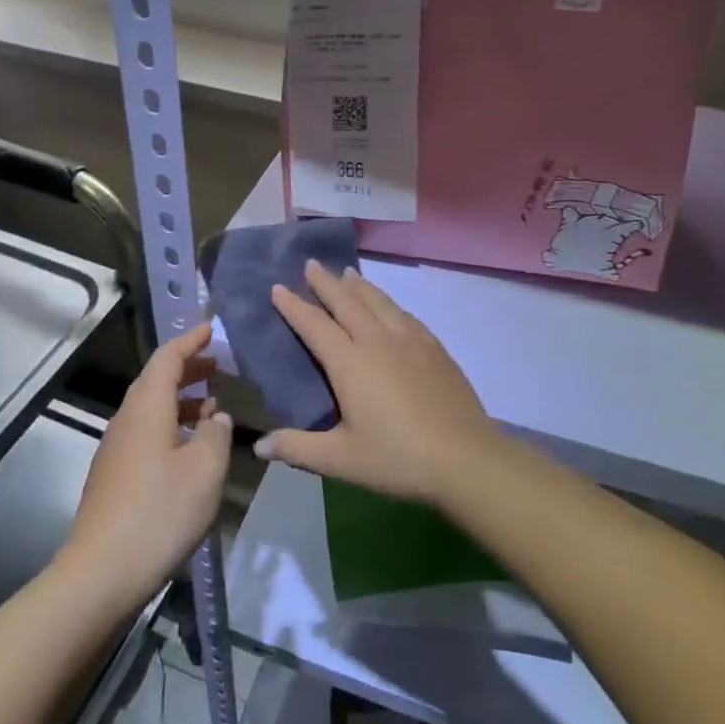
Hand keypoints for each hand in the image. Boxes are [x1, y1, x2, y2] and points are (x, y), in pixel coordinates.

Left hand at [60, 322, 231, 607]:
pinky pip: (146, 432)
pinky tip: (191, 448)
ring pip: (151, 408)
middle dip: (188, 368)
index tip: (213, 328)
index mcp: (147, 407)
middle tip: (219, 366)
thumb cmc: (161, 511)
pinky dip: (172, 425)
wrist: (102, 572)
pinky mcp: (114, 475)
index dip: (191, 340)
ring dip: (182, 399)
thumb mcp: (205, 468)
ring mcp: (116, 448)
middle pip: (156, 380)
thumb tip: (217, 416)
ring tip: (214, 406)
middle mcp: (127, 420)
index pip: (168, 358)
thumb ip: (217, 433)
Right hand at [257, 261, 504, 505]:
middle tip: (311, 263)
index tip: (277, 287)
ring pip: (379, 301)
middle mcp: (378, 341)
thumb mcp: (340, 459)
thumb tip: (260, 446)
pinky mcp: (435, 349)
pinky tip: (389, 307)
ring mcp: (411, 341)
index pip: (314, 325)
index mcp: (350, 363)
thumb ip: (298, 448)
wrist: (465, 458)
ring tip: (348, 273)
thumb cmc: (397, 458)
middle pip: (347, 301)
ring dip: (359, 285)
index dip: (294, 306)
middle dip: (326, 282)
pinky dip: (388, 302)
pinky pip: (405, 314)